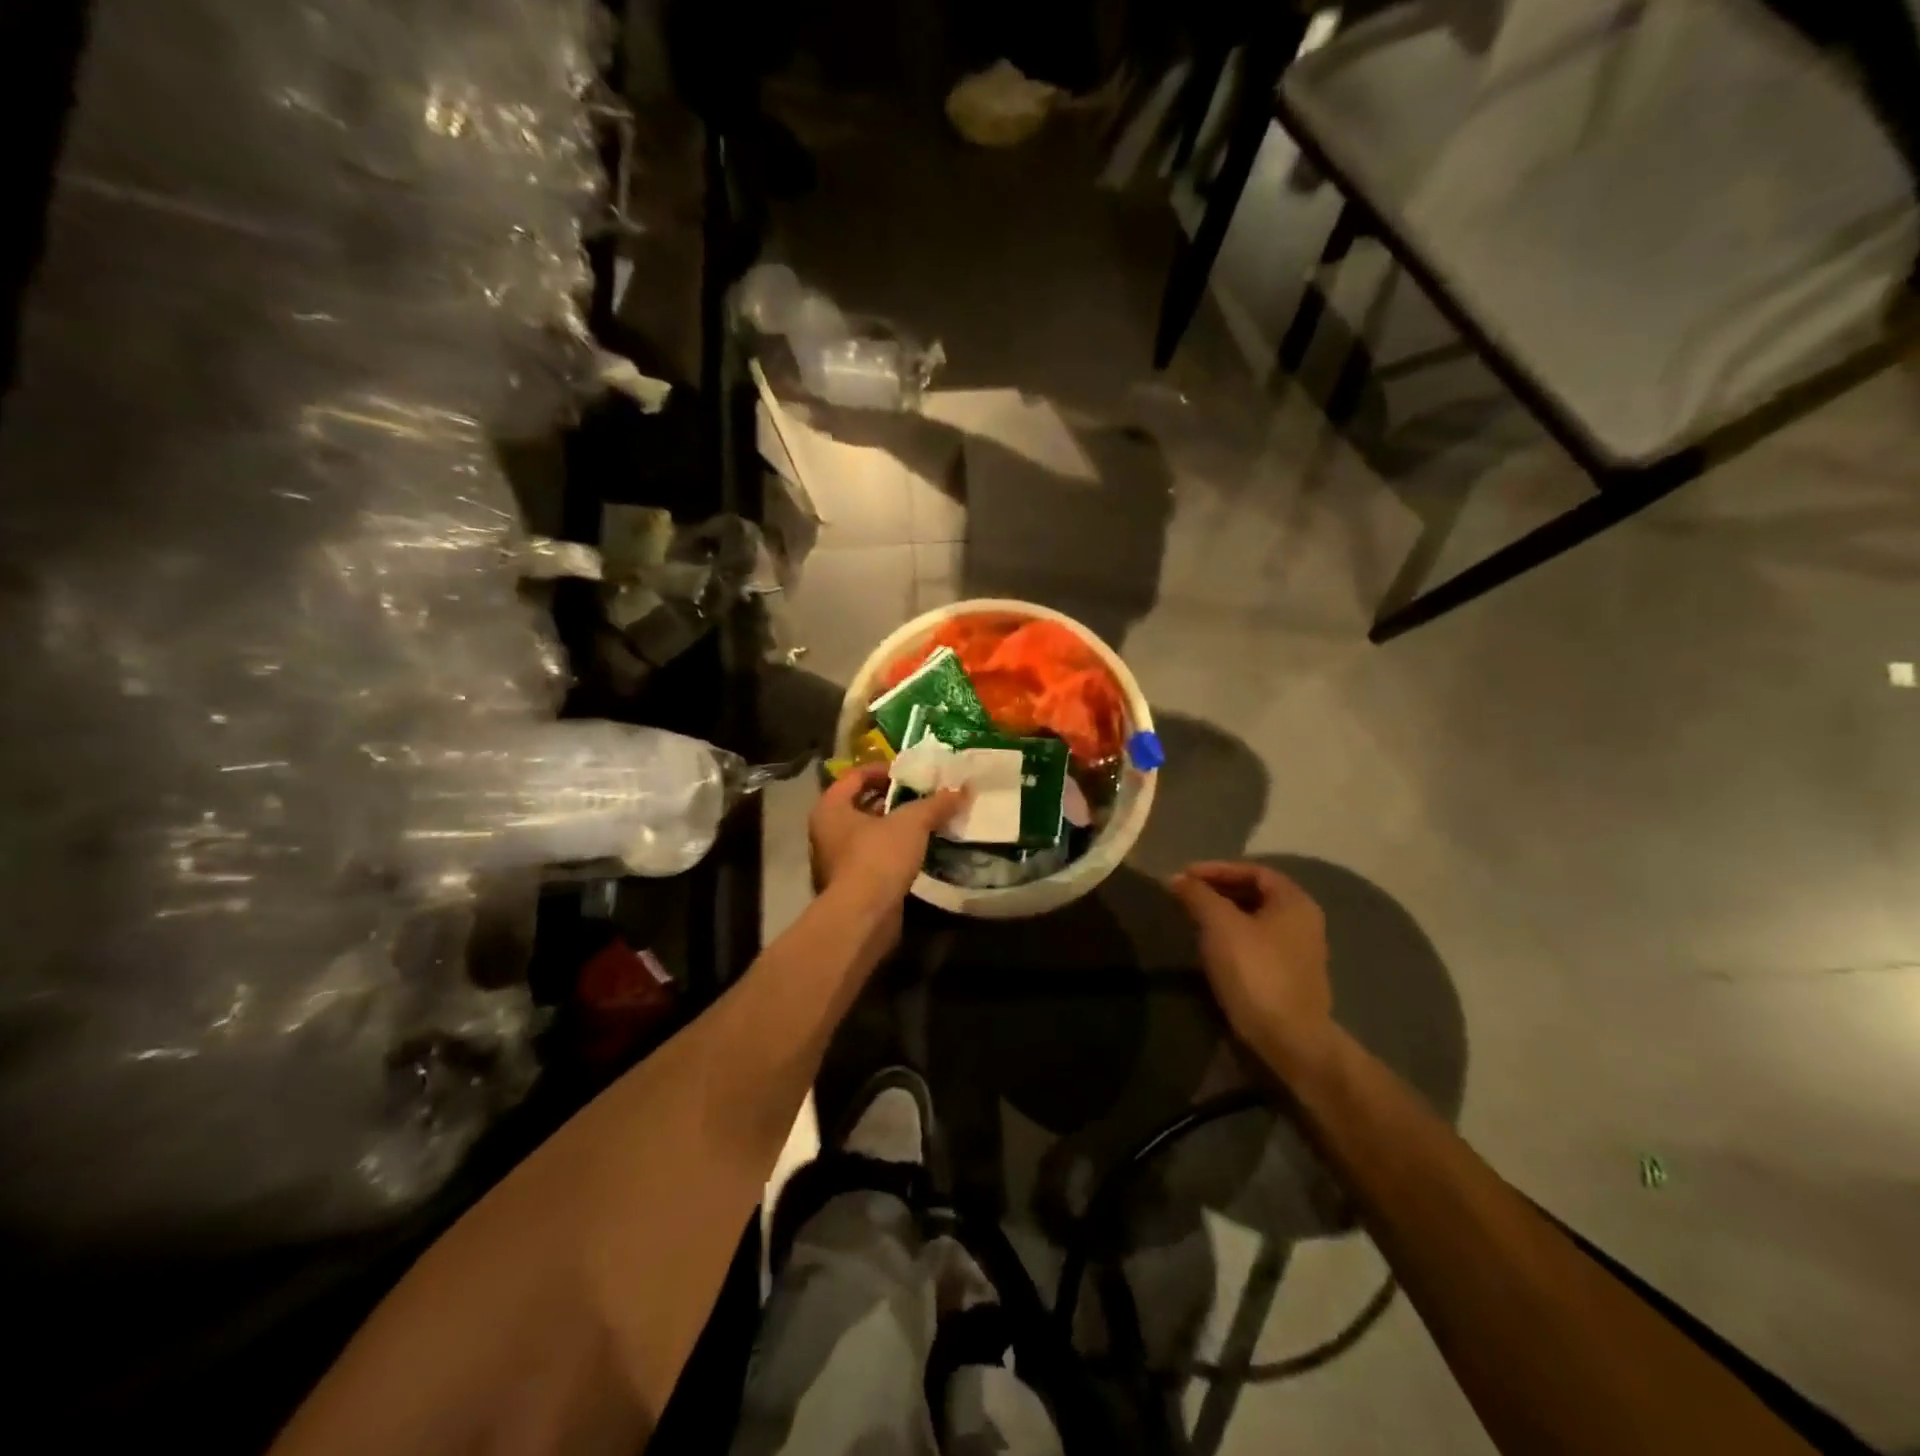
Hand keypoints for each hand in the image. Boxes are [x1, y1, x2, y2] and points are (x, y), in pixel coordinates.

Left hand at [809, 764, 964, 912]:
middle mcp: (826, 832)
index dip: (882, 770)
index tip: (910, 773)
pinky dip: (894, 851)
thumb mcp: (912, 823)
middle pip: (861, 804)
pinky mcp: (851, 885)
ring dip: (894, 827)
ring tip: (926, 821)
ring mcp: (836, 861)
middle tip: (922, 795)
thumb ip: (935, 804)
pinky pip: (874, 857)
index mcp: (830, 808)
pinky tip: (919, 851)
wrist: (862, 918)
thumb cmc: (878, 858)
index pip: (854, 776)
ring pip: (868, 833)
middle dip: (892, 799)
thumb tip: (962, 790)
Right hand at [1170, 861, 1333, 1072]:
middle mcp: (1303, 921)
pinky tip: (1211, 947)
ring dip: (1223, 914)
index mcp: (1294, 901)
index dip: (1217, 869)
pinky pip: (1257, 943)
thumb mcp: (1219, 925)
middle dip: (1219, 890)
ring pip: (1255, 920)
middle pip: (1256, 893)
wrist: (1289, 1040)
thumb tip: (1177, 878)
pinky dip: (1232, 937)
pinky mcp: (1290, 977)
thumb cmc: (1255, 971)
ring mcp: (1300, 951)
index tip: (1185, 876)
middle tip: (1186, 895)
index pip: (1254, 870)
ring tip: (1192, 918)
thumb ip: (1197, 895)